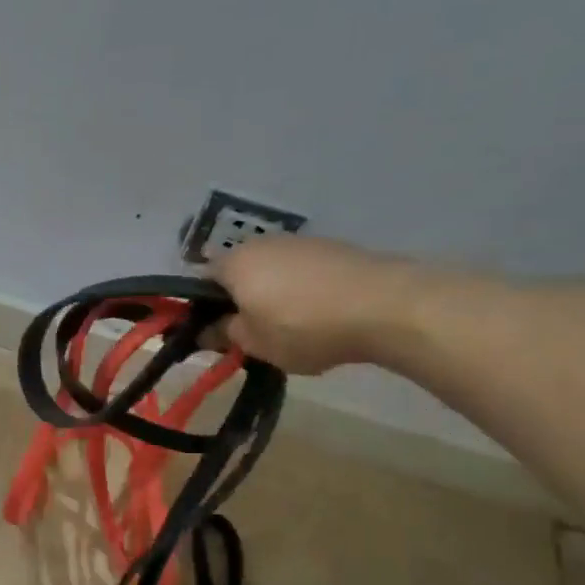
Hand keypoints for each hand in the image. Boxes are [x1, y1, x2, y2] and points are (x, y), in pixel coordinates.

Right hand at [211, 237, 415, 374]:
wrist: (383, 305)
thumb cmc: (302, 326)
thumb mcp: (254, 343)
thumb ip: (224, 334)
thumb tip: (206, 330)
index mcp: (234, 263)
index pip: (201, 281)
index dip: (202, 308)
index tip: (213, 334)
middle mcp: (263, 243)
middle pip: (239, 273)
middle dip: (240, 301)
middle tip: (250, 334)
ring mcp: (301, 242)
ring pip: (272, 271)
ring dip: (272, 295)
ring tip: (288, 328)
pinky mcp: (333, 249)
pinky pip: (303, 272)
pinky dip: (302, 291)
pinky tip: (319, 316)